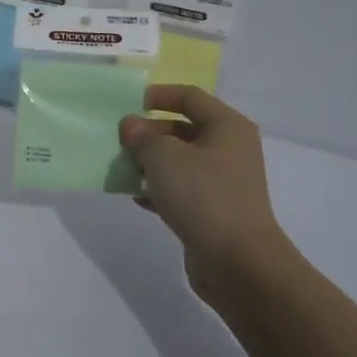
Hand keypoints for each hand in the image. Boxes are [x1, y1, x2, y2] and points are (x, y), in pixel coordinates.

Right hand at [119, 85, 295, 305]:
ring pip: (180, 161)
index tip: (126, 104)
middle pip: (183, 128)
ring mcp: (224, 181)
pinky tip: (135, 196)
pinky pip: (182, 189)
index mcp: (227, 126)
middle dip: (149, 133)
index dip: (157, 95)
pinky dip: (159, 189)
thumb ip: (141, 136)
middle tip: (119, 141)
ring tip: (122, 168)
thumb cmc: (202, 195)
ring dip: (150, 162)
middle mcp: (230, 148)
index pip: (189, 96)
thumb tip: (131, 126)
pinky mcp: (215, 210)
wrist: (237, 262)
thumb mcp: (163, 156)